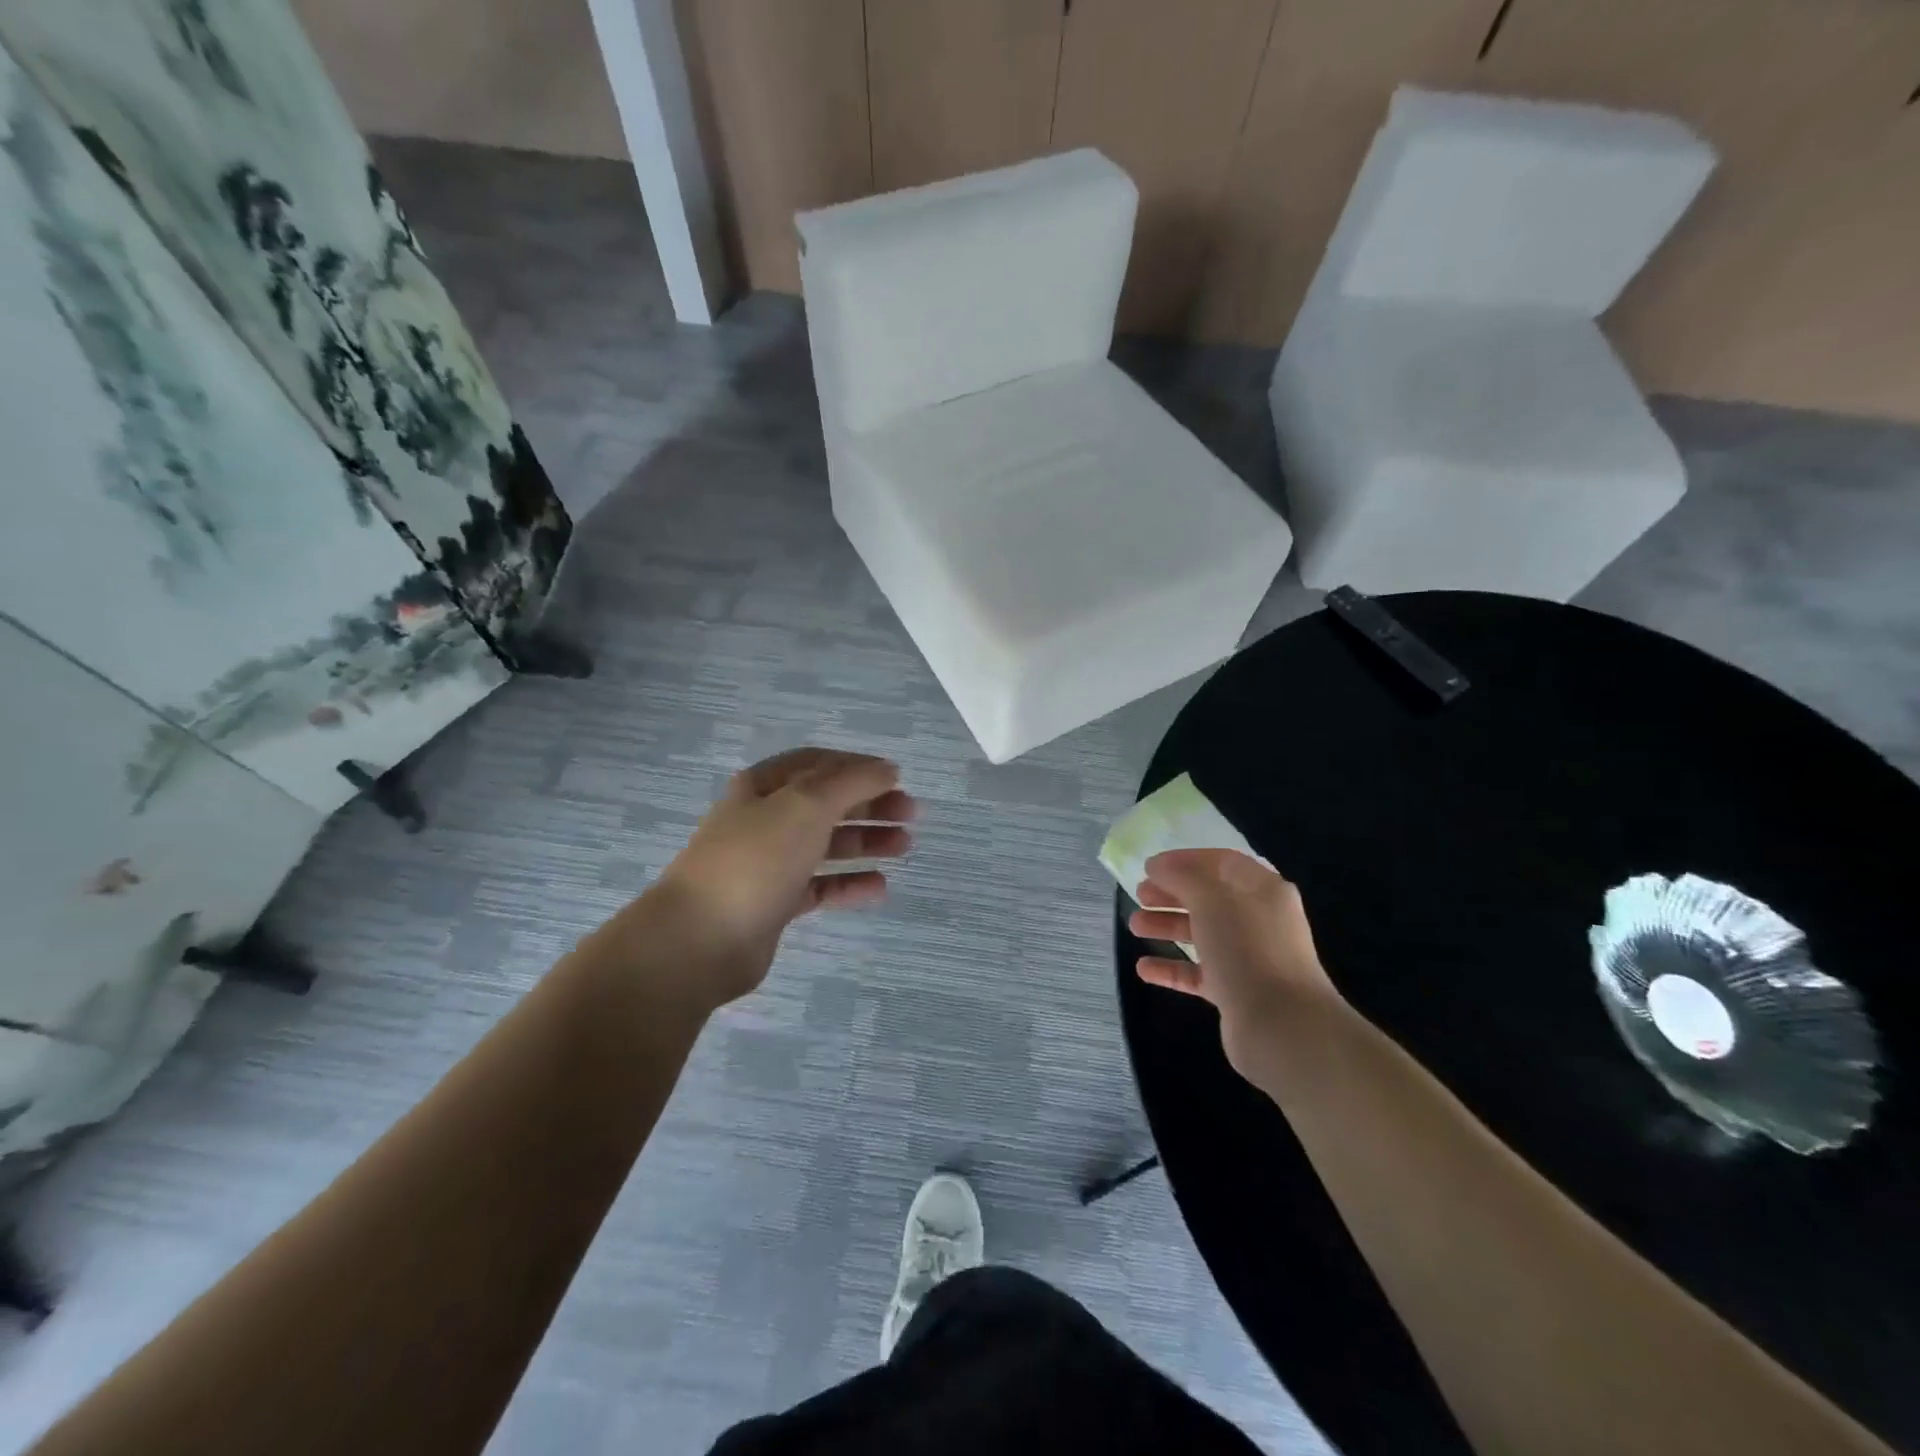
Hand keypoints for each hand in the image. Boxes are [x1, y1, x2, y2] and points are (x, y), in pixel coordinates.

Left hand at [619, 749, 914, 1010]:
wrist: (700, 939)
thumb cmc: (755, 858)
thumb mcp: (807, 804)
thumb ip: (852, 781)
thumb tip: (886, 769)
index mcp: (764, 787)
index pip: (818, 764)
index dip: (858, 765)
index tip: (897, 777)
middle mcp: (765, 819)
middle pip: (826, 803)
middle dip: (870, 803)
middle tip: (912, 814)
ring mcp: (769, 863)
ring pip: (826, 844)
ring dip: (866, 841)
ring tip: (905, 846)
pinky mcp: (775, 903)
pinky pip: (820, 886)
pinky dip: (850, 884)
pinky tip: (880, 887)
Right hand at [1129, 849, 1338, 1074]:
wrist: (1282, 1026)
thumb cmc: (1247, 948)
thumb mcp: (1211, 900)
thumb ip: (1181, 877)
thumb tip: (1159, 867)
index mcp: (1262, 890)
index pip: (1222, 863)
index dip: (1185, 860)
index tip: (1150, 867)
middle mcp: (1259, 919)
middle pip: (1209, 898)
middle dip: (1172, 894)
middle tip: (1139, 895)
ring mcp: (1250, 957)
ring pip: (1203, 934)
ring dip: (1168, 926)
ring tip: (1134, 926)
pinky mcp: (1237, 992)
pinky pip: (1199, 972)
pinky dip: (1172, 967)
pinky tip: (1144, 968)